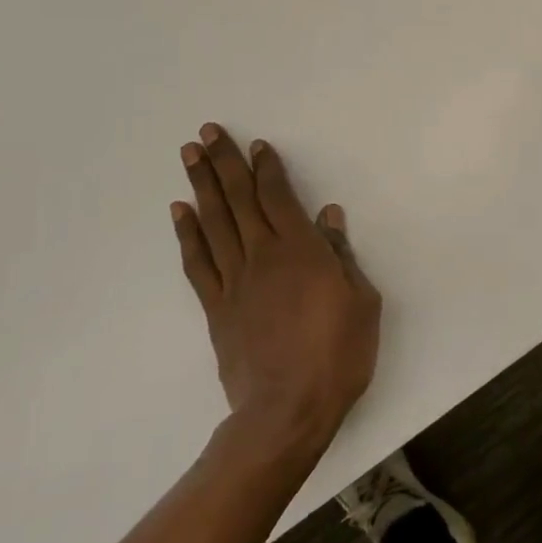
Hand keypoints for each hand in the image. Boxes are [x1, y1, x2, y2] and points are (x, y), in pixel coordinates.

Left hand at [171, 124, 380, 456]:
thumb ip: (342, 256)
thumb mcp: (361, 301)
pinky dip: (187, 233)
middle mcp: (263, 256)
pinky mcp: (216, 307)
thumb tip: (328, 217)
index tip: (257, 145)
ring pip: (214, 222)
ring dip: (201, 186)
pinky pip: (198, 262)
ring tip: (189, 155)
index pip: (279, 198)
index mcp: (301, 252)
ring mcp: (235, 281)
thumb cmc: (338, 354)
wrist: (288, 410)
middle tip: (207, 132)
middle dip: (224, 163)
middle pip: (239, 200)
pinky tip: (180, 211)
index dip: (267, 169)